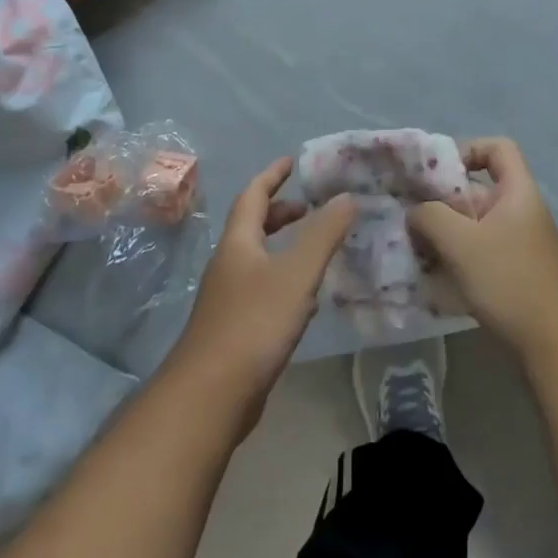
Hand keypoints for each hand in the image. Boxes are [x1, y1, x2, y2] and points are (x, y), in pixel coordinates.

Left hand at [168, 158, 353, 431]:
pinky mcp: (234, 328)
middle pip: (252, 226)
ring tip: (314, 247)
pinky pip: (261, 287)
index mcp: (238, 243)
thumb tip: (346, 197)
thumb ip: (324, 234)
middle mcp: (228, 265)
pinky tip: (304, 297)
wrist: (211, 395)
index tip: (291, 162)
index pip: (253, 196)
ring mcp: (228, 298)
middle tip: (310, 208)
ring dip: (283, 245)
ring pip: (257, 258)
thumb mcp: (297, 273)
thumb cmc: (254, 323)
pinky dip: (283, 276)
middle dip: (280, 212)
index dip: (272, 176)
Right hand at [408, 138, 557, 357]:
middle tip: (410, 216)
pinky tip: (431, 275)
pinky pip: (477, 251)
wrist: (555, 343)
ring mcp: (517, 243)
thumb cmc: (510, 280)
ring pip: (473, 224)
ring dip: (443, 232)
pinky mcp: (512, 271)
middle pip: (477, 189)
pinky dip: (454, 256)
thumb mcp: (462, 243)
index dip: (467, 150)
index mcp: (517, 192)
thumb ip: (431, 217)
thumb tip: (416, 211)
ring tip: (414, 248)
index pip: (497, 148)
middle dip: (441, 200)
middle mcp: (519, 211)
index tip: (436, 175)